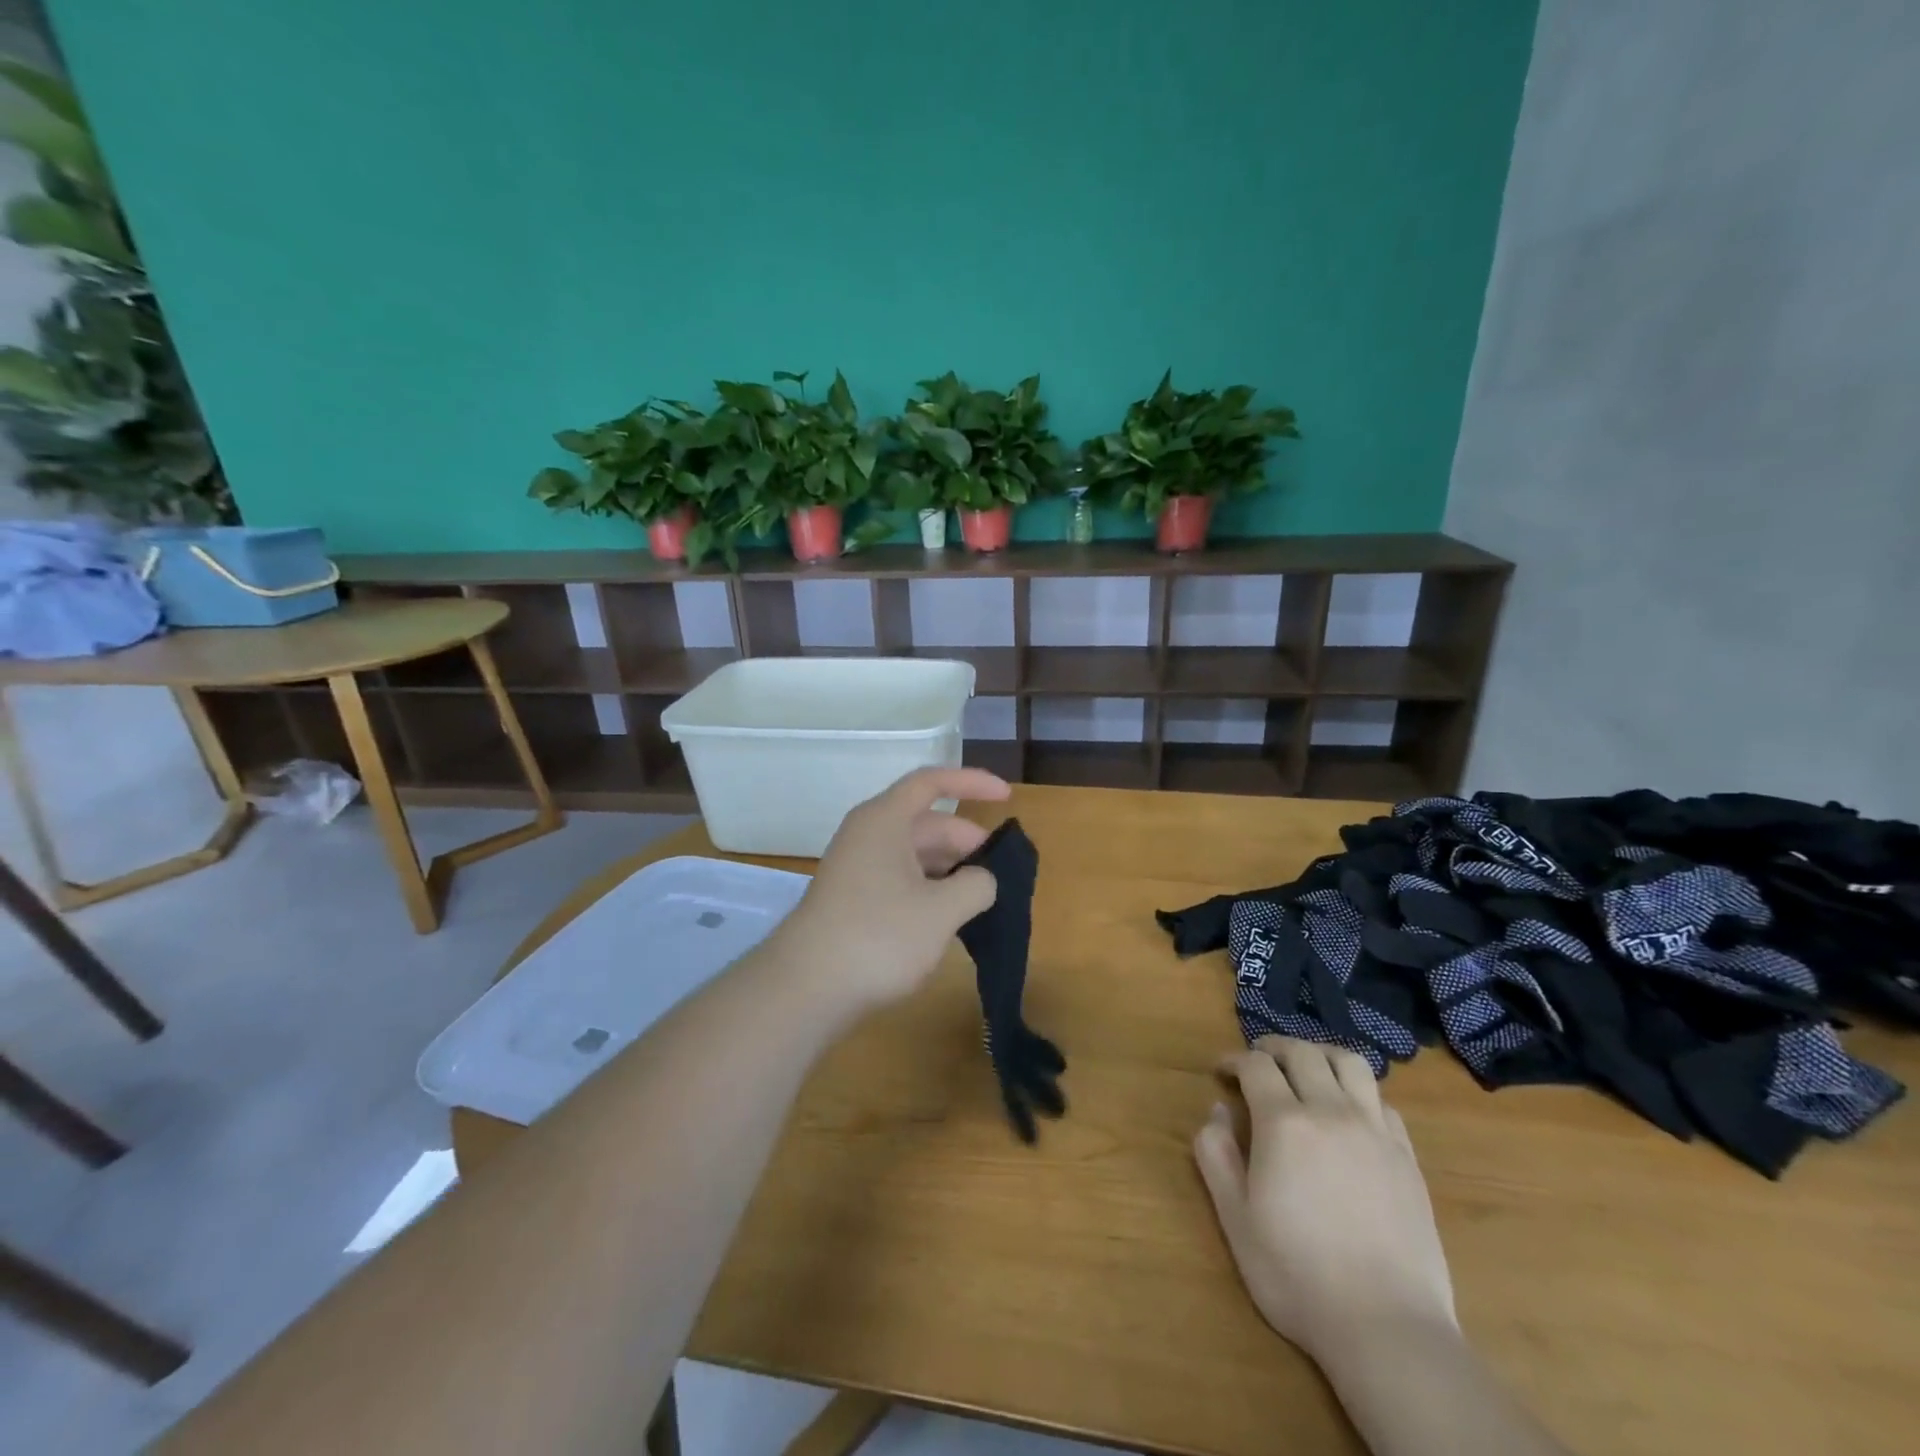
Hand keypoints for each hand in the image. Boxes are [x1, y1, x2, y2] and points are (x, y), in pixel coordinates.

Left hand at [775, 766, 1009, 1009]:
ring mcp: (857, 868)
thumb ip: (976, 886)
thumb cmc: (878, 936)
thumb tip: (982, 880)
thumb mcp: (941, 911)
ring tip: (981, 897)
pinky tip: (948, 917)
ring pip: (913, 854)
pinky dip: (929, 889)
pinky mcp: (853, 899)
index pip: (932, 782)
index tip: (1007, 797)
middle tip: (1000, 871)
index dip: (972, 783)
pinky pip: (899, 878)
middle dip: (966, 840)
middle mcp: (868, 835)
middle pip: (926, 822)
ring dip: (949, 869)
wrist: (805, 988)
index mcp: (885, 820)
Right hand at [1195, 1036, 1456, 1364]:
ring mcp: (1375, 1132)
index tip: (1222, 1072)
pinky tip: (1348, 1114)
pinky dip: (1359, 1092)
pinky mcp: (1407, 1157)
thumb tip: (1217, 1111)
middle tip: (1258, 1061)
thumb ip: (1216, 1155)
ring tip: (1306, 1070)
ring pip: (1350, 1063)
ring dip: (1321, 1055)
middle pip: (1302, 1052)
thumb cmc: (1296, 1274)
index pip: (1255, 1065)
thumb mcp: (1235, 1218)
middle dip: (1273, 1048)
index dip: (1234, 1060)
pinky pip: (1382, 1101)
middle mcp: (1331, 1111)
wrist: (1387, 1328)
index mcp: (1284, 1123)